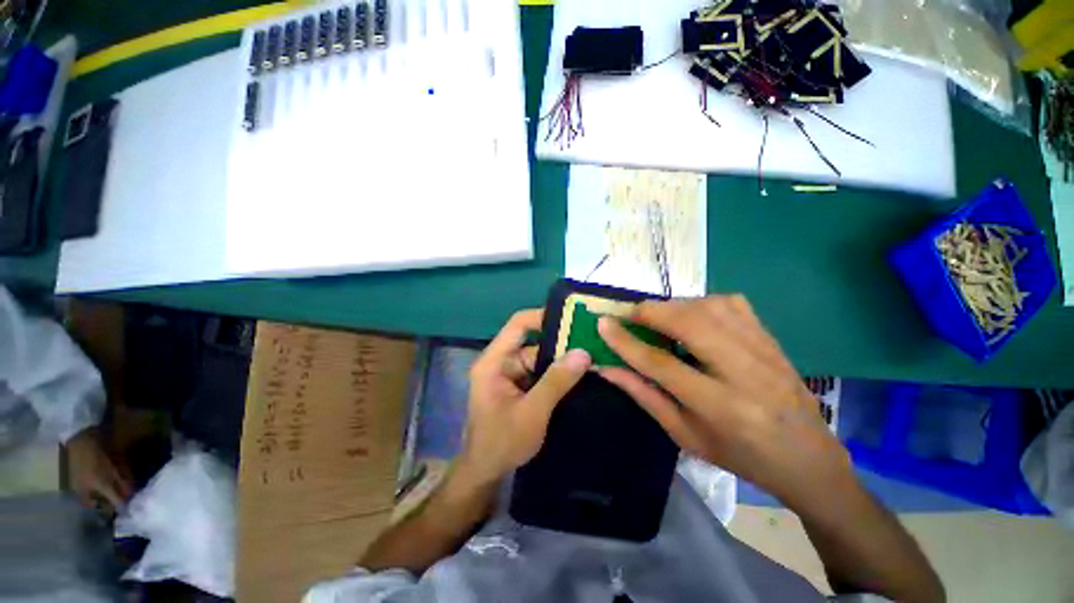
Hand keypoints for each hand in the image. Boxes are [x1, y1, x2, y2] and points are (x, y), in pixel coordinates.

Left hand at [65, 427, 132, 513]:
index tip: (125, 516)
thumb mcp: (76, 484)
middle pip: (129, 492)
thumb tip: (96, 508)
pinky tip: (127, 482)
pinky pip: (130, 473)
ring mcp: (123, 468)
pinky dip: (130, 480)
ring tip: (130, 496)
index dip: (122, 509)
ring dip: (132, 489)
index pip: (119, 501)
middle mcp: (119, 478)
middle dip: (131, 499)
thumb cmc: (78, 464)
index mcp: (106, 486)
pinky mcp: (124, 461)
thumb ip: (87, 499)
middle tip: (129, 506)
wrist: (85, 439)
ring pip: (132, 482)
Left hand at [458, 309, 590, 486]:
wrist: (486, 474)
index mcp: (494, 362)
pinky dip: (557, 374)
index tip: (571, 318)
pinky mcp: (519, 387)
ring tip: (592, 357)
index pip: (518, 325)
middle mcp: (502, 362)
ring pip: (540, 359)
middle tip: (591, 341)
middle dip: (560, 343)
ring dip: (562, 361)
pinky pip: (541, 373)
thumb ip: (556, 381)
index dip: (542, 317)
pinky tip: (580, 375)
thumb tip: (583, 352)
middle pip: (533, 343)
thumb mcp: (532, 412)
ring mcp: (511, 375)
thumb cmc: (502, 443)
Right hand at [597, 295, 853, 511]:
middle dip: (650, 312)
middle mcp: (744, 373)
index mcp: (720, 408)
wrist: (808, 458)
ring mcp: (763, 350)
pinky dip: (701, 302)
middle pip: (689, 323)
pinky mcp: (771, 337)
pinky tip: (692, 315)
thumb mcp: (684, 435)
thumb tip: (608, 368)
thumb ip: (644, 395)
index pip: (661, 364)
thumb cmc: (739, 455)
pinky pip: (731, 303)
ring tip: (657, 317)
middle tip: (629, 316)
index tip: (603, 323)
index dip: (626, 342)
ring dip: (673, 305)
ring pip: (709, 306)